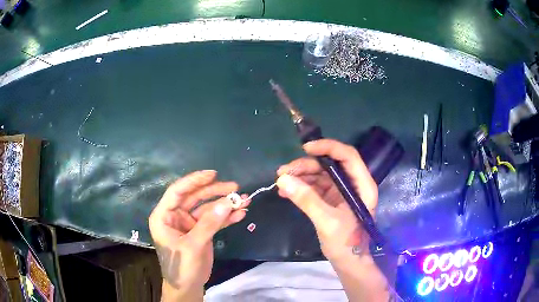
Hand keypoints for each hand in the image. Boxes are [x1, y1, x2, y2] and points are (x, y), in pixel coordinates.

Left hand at [149, 170, 246, 300]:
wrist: (188, 286)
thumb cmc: (181, 266)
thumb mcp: (193, 245)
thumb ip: (209, 224)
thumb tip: (227, 203)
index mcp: (164, 216)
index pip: (177, 191)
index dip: (194, 181)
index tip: (213, 174)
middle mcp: (175, 216)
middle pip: (195, 198)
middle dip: (215, 192)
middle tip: (235, 187)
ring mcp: (189, 224)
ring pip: (207, 208)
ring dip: (225, 205)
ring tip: (244, 200)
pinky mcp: (200, 232)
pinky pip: (214, 220)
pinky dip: (227, 217)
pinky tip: (241, 214)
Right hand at [276, 139, 377, 260]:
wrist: (348, 262)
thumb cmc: (346, 243)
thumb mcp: (327, 221)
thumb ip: (307, 200)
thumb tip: (282, 180)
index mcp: (362, 185)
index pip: (347, 156)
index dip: (327, 147)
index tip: (305, 149)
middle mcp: (353, 184)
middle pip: (329, 165)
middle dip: (306, 166)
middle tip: (283, 172)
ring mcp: (342, 192)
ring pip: (320, 175)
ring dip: (300, 176)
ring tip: (280, 182)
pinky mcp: (332, 200)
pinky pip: (315, 188)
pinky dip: (301, 188)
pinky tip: (286, 192)